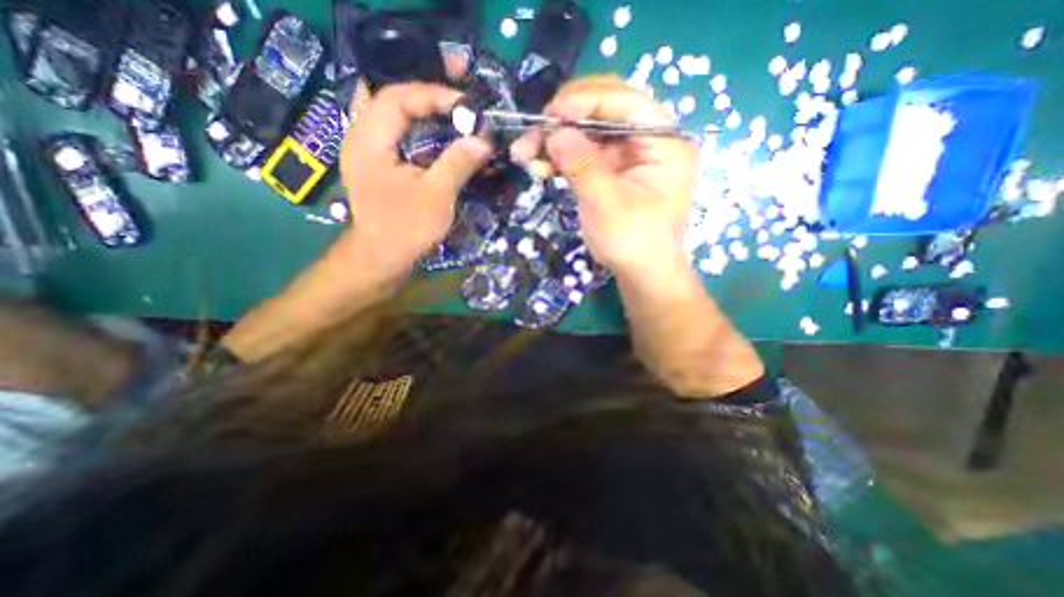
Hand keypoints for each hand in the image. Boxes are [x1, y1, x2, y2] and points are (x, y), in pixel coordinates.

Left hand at [336, 81, 494, 278]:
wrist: (382, 258)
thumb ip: (457, 164)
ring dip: (425, 110)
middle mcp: (362, 138)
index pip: (396, 97)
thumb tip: (484, 140)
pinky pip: (399, 134)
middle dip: (429, 96)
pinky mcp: (379, 164)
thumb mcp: (436, 197)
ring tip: (455, 113)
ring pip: (395, 115)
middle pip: (393, 99)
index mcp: (368, 141)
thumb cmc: (405, 229)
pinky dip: (420, 128)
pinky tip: (440, 135)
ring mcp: (369, 151)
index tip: (466, 105)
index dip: (432, 94)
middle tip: (461, 101)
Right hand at [510, 74, 699, 275]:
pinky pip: (585, 154)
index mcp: (665, 142)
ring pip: (589, 132)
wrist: (642, 273)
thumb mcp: (607, 204)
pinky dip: (562, 158)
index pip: (626, 102)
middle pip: (605, 111)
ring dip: (557, 140)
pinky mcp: (613, 171)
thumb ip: (582, 165)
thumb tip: (554, 132)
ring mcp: (629, 155)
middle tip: (533, 133)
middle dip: (565, 120)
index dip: (585, 101)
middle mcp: (649, 140)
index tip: (550, 115)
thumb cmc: (633, 242)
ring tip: (525, 153)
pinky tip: (541, 166)